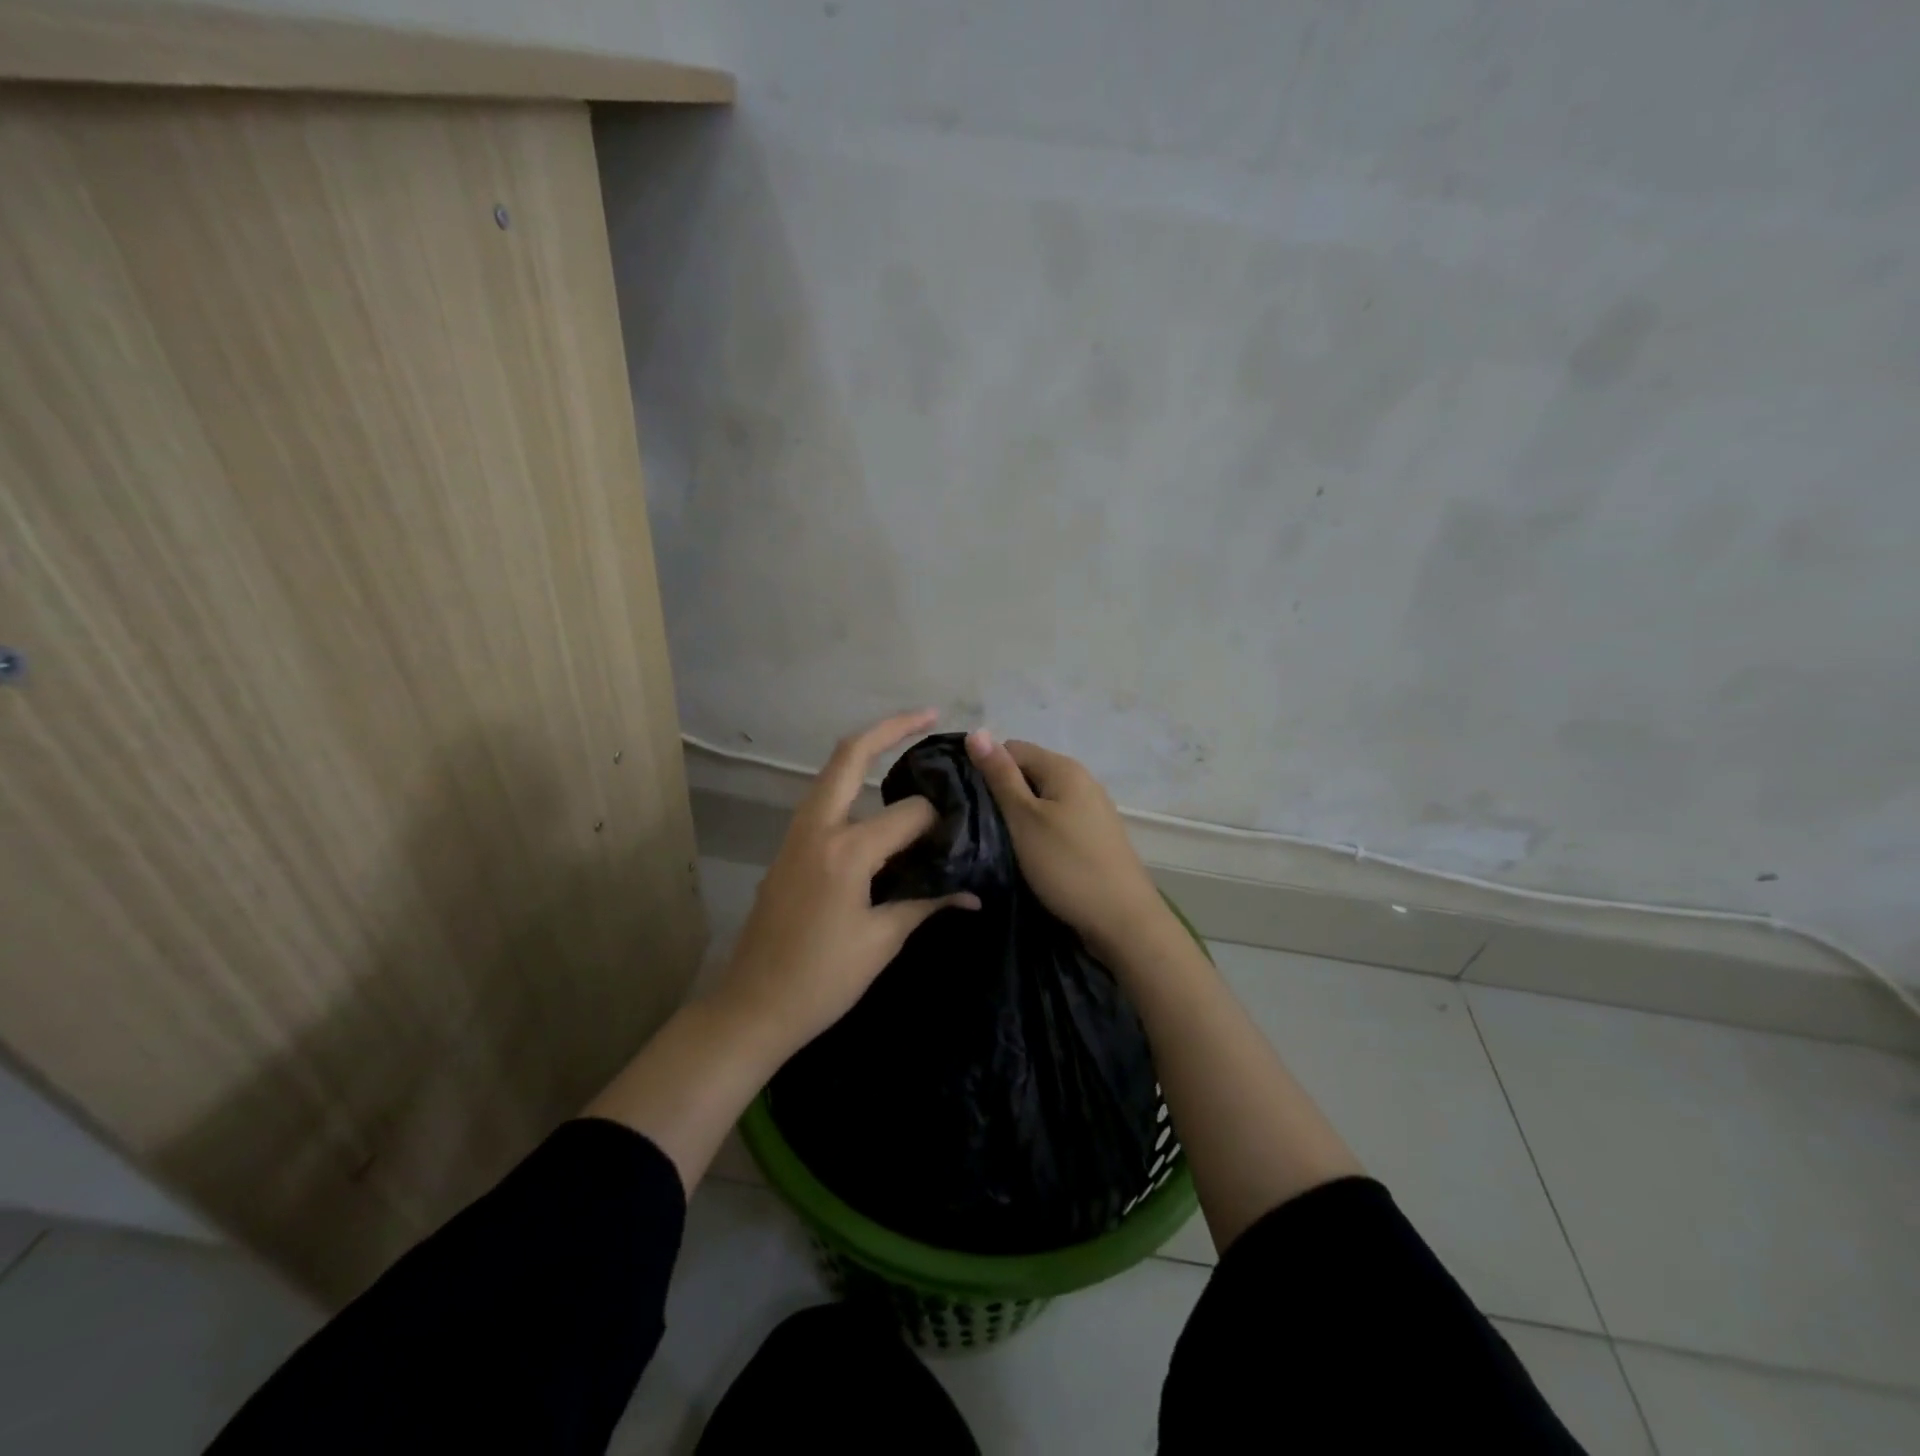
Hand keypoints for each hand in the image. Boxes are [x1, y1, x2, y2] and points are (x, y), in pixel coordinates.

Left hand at [715, 710, 978, 1053]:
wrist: (753, 1006)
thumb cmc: (822, 979)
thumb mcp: (882, 941)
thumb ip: (926, 904)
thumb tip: (973, 894)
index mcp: (846, 850)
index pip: (908, 814)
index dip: (939, 821)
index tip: (961, 837)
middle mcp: (818, 828)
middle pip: (850, 756)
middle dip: (889, 728)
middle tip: (927, 715)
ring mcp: (796, 835)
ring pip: (831, 775)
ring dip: (865, 753)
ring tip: (904, 749)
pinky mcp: (788, 849)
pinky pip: (823, 802)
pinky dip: (850, 786)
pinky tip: (874, 804)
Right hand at [964, 730, 1168, 960]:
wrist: (1122, 920)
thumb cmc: (1067, 865)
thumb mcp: (1024, 819)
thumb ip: (1000, 776)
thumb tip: (976, 731)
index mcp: (1064, 768)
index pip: (1012, 749)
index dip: (987, 769)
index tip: (968, 800)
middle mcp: (1082, 779)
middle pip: (1028, 773)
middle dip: (1002, 793)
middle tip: (980, 825)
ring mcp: (1092, 808)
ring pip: (1042, 799)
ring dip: (1019, 816)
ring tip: (1000, 842)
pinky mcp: (1095, 835)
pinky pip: (1057, 820)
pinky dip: (1039, 831)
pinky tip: (1029, 854)